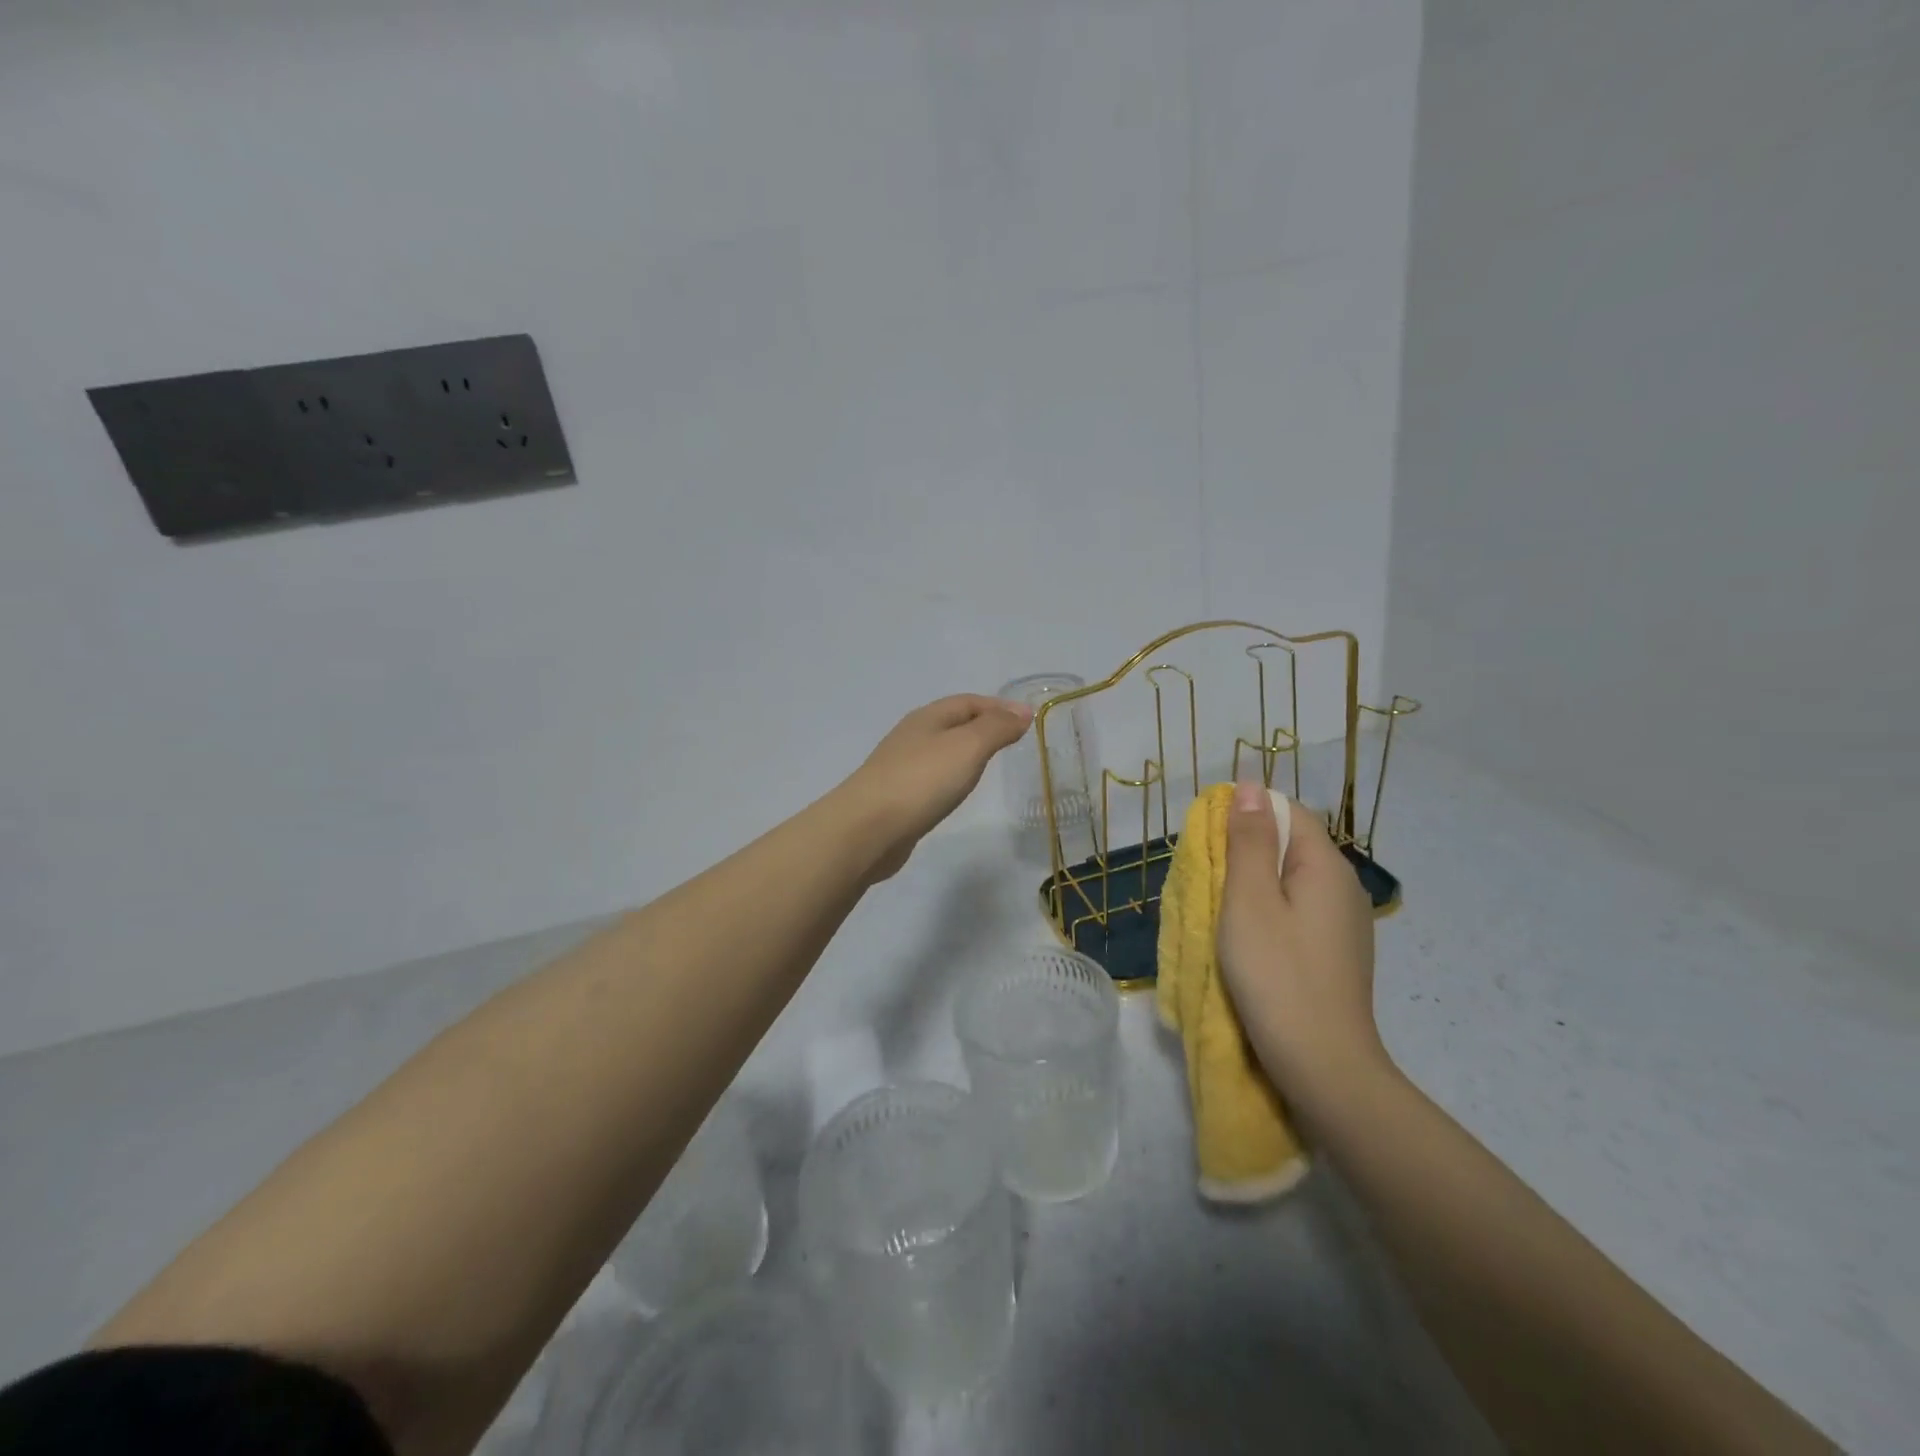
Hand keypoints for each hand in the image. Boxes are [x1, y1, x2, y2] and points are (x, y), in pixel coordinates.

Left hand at [839, 694, 1032, 879]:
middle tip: (1012, 740)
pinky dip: (951, 775)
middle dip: (983, 725)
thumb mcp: (968, 747)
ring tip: (990, 763)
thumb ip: (996, 728)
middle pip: (953, 722)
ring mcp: (901, 766)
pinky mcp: (897, 796)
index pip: (969, 701)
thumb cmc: (922, 781)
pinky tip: (957, 790)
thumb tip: (1022, 713)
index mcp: (928, 717)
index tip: (1028, 719)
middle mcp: (912, 735)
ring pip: (941, 749)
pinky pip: (932, 776)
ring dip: (966, 751)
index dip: (999, 706)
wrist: (867, 829)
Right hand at [1217, 781, 1389, 1102]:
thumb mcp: (1249, 900)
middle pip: (1291, 845)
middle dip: (1247, 852)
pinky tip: (1252, 941)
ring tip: (1223, 912)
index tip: (1208, 842)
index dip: (1245, 815)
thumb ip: (1249, 841)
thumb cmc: (1276, 974)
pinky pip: (1299, 912)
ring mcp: (1346, 924)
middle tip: (1209, 880)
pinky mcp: (1338, 954)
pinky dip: (1271, 913)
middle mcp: (1344, 887)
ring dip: (1255, 885)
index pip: (1286, 812)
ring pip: (1292, 881)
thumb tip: (1249, 786)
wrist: (1323, 1065)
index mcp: (1326, 866)